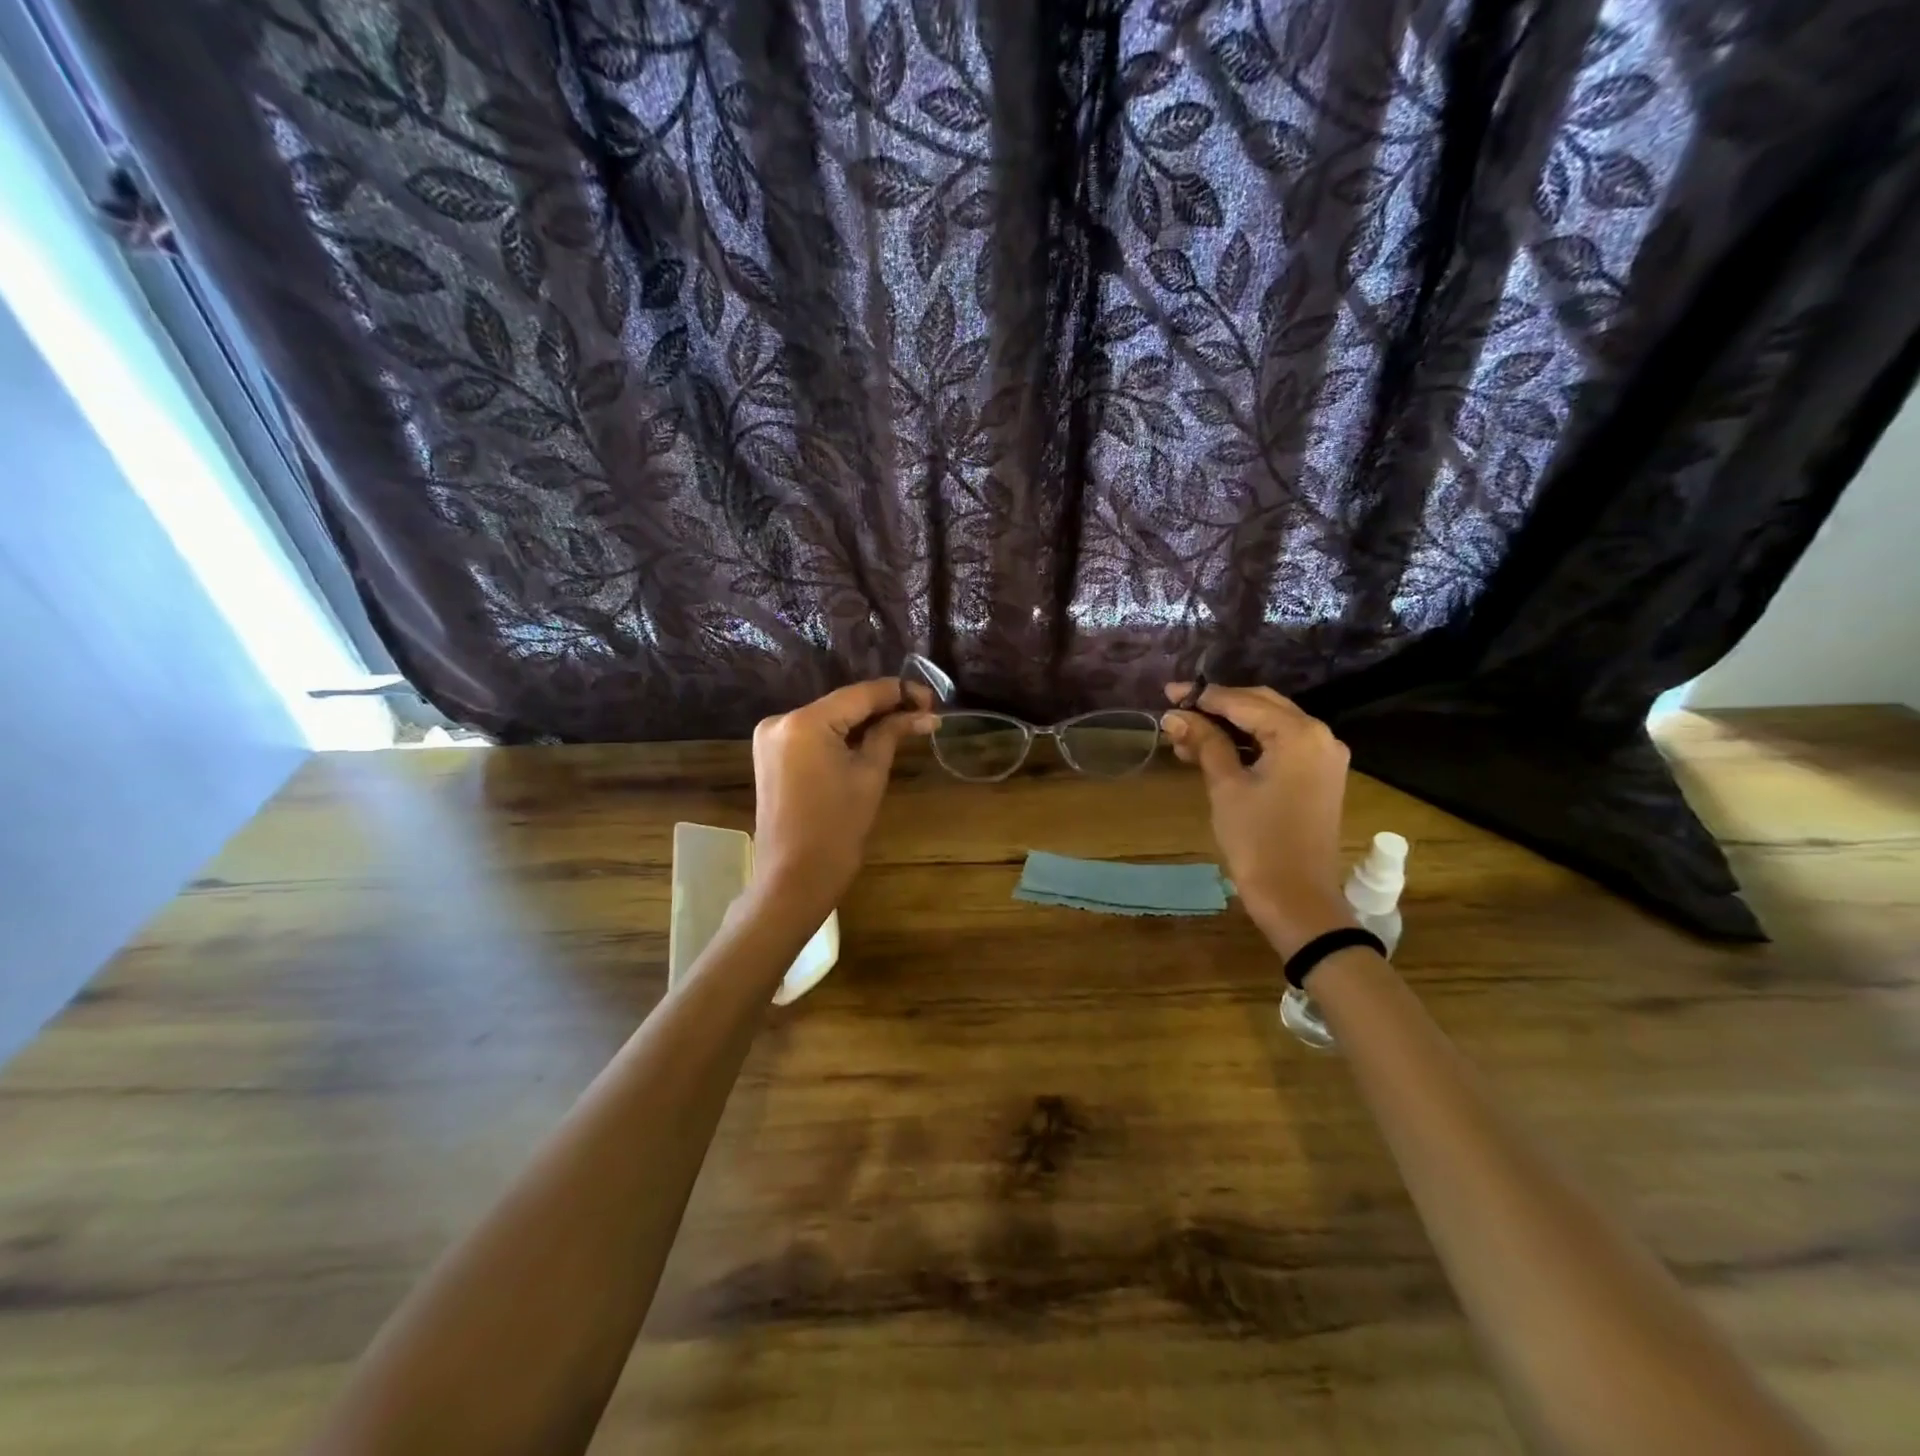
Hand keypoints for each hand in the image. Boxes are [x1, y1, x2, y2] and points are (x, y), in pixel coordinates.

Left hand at [749, 678, 934, 915]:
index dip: (899, 693)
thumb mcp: (870, 775)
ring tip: (905, 725)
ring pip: (829, 717)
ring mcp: (771, 737)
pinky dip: (841, 735)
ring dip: (864, 721)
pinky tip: (871, 738)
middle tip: (923, 714)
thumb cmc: (837, 828)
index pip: (860, 694)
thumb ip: (892, 734)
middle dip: (883, 707)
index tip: (931, 700)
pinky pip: (813, 734)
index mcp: (805, 721)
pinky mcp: (771, 755)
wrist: (795, 878)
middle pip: (843, 703)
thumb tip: (926, 714)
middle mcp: (781, 719)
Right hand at [1161, 684, 1356, 958]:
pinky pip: (1281, 745)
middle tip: (1176, 708)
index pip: (1243, 702)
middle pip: (1261, 705)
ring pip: (1270, 725)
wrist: (1296, 898)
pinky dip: (1249, 744)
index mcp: (1299, 733)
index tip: (1168, 693)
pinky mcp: (1319, 776)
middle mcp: (1319, 735)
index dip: (1203, 697)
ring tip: (1186, 735)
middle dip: (1217, 706)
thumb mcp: (1226, 786)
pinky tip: (1215, 750)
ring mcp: (1323, 756)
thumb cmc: (1257, 841)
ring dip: (1231, 726)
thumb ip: (1204, 743)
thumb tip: (1175, 715)